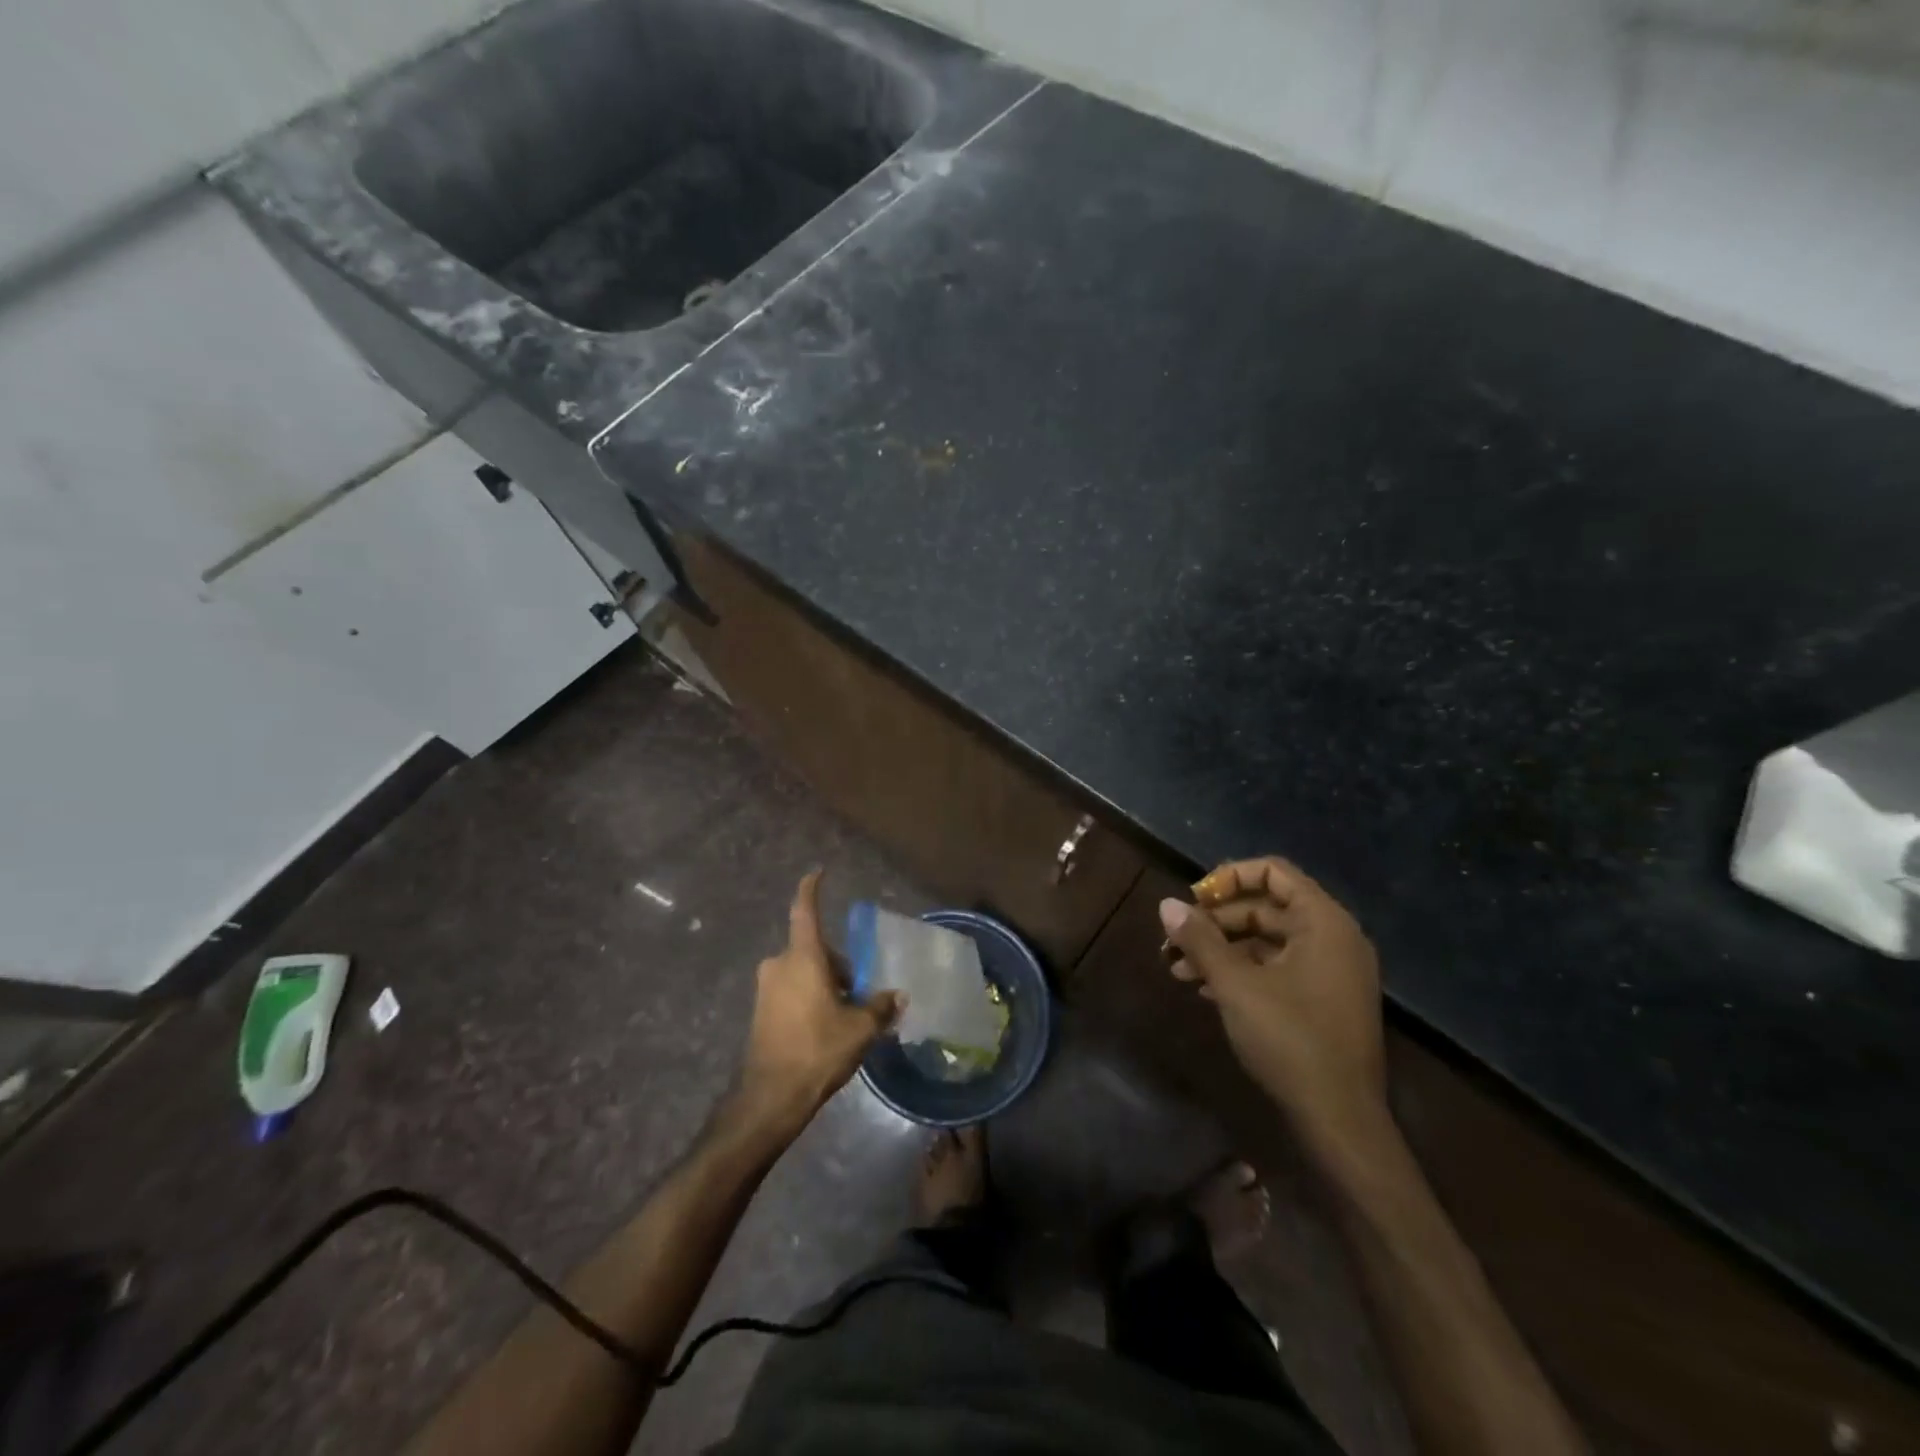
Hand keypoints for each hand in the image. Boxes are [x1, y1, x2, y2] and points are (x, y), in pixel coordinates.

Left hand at [738, 871, 901, 1134]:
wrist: (771, 1097)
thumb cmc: (817, 1050)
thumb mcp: (860, 1028)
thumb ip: (880, 1006)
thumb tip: (897, 995)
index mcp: (802, 958)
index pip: (805, 911)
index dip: (811, 888)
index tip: (818, 872)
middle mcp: (779, 965)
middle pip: (814, 950)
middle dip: (837, 965)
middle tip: (859, 991)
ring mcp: (766, 989)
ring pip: (803, 972)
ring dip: (824, 984)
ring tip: (845, 1015)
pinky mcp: (760, 1011)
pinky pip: (791, 991)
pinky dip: (809, 998)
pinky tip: (825, 1027)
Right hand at [1160, 857, 1387, 1159]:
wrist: (1340, 1121)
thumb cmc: (1290, 1040)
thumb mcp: (1236, 985)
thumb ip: (1201, 940)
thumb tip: (1168, 904)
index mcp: (1323, 923)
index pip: (1274, 872)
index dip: (1229, 877)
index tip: (1193, 898)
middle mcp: (1333, 938)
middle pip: (1266, 907)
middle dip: (1215, 921)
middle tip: (1175, 939)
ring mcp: (1331, 972)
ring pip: (1267, 942)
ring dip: (1221, 950)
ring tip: (1178, 969)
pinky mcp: (1323, 1001)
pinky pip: (1278, 968)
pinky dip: (1241, 971)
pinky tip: (1204, 989)